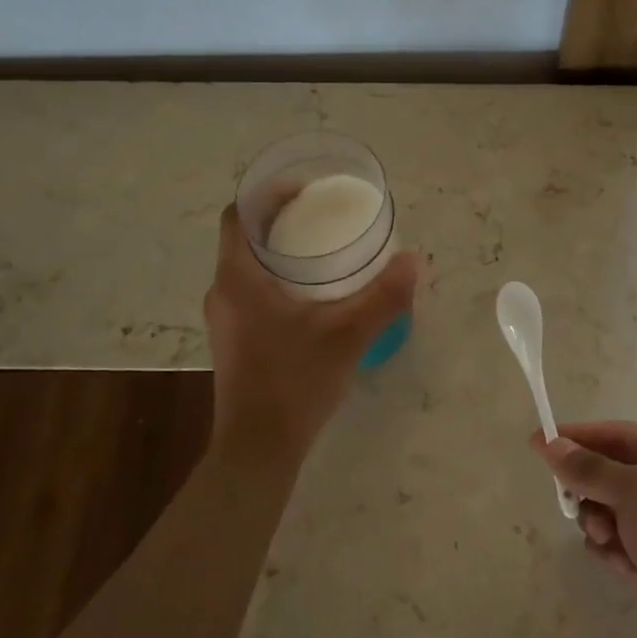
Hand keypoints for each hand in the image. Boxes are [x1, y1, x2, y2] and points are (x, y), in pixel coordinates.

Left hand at [203, 204, 418, 458]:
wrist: (258, 448)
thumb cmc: (294, 381)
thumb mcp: (346, 334)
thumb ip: (382, 296)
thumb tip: (414, 261)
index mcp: (237, 278)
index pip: (239, 214)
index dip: (267, 193)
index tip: (305, 189)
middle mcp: (222, 292)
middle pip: (245, 238)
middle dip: (281, 221)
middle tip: (324, 217)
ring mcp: (224, 319)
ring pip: (248, 268)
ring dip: (279, 253)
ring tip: (323, 252)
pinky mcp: (234, 341)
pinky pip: (251, 293)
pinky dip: (277, 281)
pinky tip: (312, 297)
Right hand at [532, 421, 636, 637]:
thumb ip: (591, 468)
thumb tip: (550, 444)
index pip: (621, 434)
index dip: (579, 436)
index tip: (537, 443)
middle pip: (614, 472)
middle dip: (590, 486)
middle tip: (570, 503)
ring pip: (613, 510)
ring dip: (599, 521)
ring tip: (606, 540)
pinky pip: (621, 543)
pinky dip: (612, 549)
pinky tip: (618, 565)